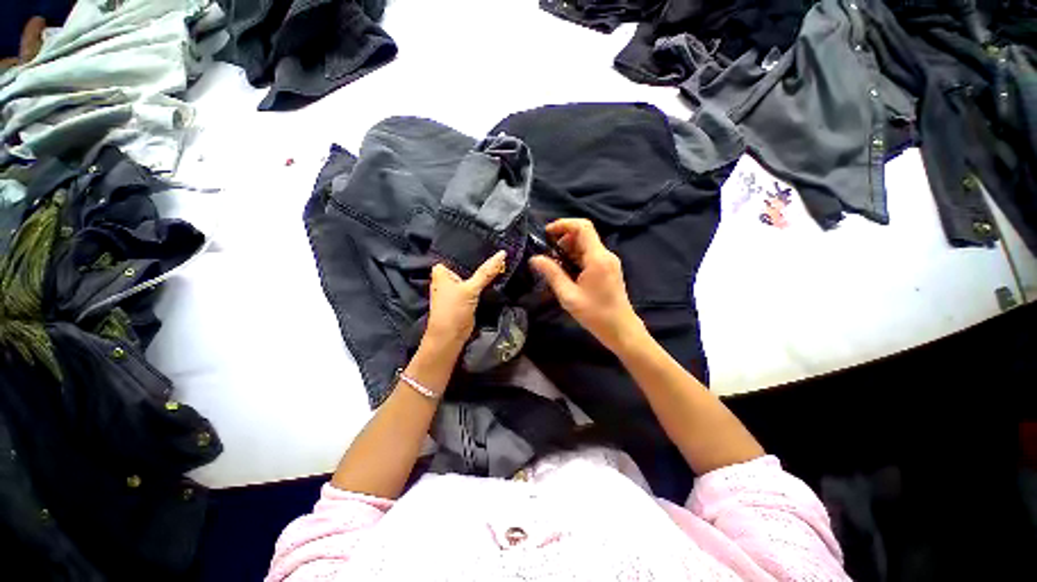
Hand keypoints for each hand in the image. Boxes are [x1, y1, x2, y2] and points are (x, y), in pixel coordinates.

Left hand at [425, 250, 506, 348]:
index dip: (474, 247)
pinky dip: (486, 281)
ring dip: (485, 270)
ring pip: (474, 274)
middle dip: (482, 258)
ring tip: (503, 258)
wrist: (451, 336)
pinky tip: (498, 273)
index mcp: (441, 270)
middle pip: (468, 263)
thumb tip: (503, 253)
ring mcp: (457, 286)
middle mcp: (448, 276)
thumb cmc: (453, 310)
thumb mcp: (470, 288)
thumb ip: (486, 272)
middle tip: (501, 248)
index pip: (459, 253)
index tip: (492, 240)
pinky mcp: (466, 295)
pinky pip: (477, 283)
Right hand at [530, 219, 644, 353]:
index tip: (547, 234)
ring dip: (569, 249)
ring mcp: (609, 261)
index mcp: (597, 258)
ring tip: (554, 264)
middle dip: (563, 239)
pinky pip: (590, 255)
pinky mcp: (608, 268)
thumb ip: (552, 274)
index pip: (582, 227)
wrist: (621, 329)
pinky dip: (576, 257)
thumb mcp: (568, 295)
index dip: (563, 224)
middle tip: (547, 253)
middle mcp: (605, 254)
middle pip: (584, 234)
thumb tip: (535, 258)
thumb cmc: (595, 314)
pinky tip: (566, 271)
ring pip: (586, 245)